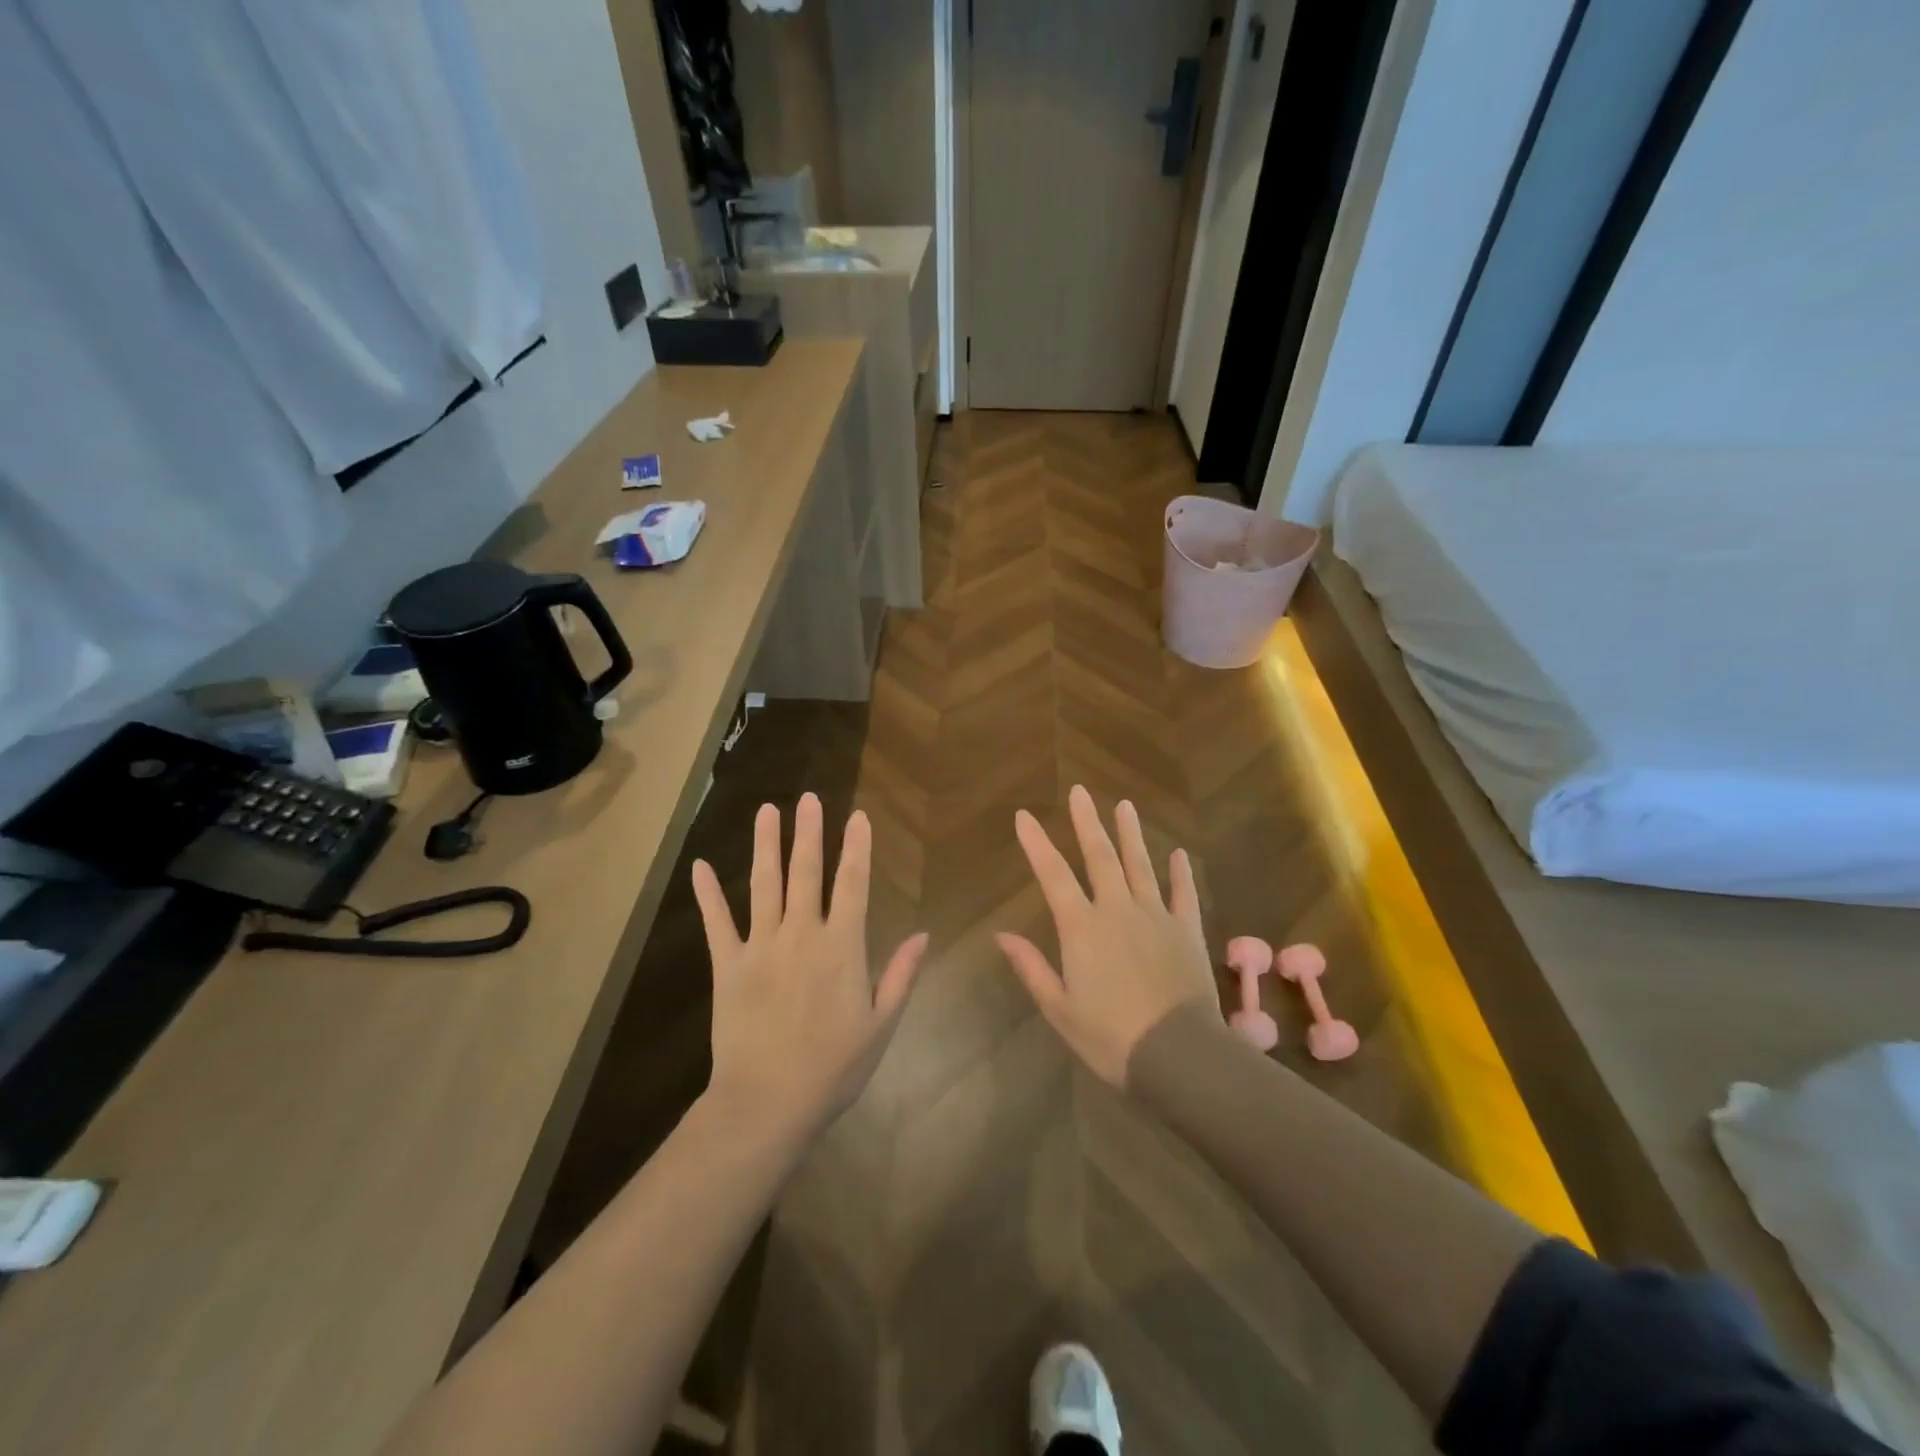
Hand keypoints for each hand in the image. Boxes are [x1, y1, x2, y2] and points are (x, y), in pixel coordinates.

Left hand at [691, 793, 928, 1142]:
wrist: (768, 1103)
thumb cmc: (833, 1068)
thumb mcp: (881, 1025)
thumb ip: (901, 974)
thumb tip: (923, 934)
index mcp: (841, 947)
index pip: (852, 884)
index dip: (857, 848)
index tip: (858, 817)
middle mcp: (800, 935)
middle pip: (805, 873)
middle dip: (808, 833)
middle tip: (807, 798)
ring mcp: (760, 947)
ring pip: (763, 885)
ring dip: (765, 846)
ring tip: (766, 811)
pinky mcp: (728, 966)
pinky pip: (717, 923)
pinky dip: (708, 895)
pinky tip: (700, 866)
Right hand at [997, 786, 1219, 1086]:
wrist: (1178, 1055)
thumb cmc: (1110, 1038)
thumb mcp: (1060, 1009)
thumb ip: (1032, 968)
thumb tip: (1001, 935)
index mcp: (1082, 928)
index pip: (1053, 875)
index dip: (1037, 843)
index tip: (1024, 816)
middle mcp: (1117, 910)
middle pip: (1100, 857)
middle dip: (1087, 822)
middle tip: (1080, 792)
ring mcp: (1156, 916)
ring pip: (1141, 865)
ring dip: (1131, 834)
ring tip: (1124, 805)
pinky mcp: (1187, 931)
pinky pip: (1184, 894)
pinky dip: (1180, 873)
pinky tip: (1177, 853)